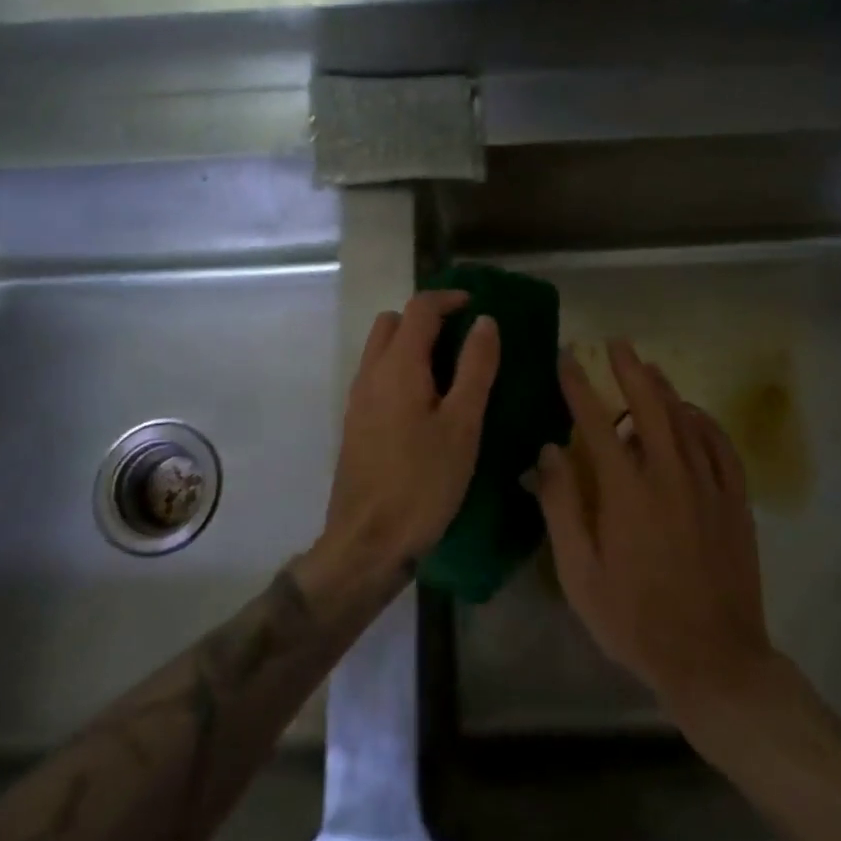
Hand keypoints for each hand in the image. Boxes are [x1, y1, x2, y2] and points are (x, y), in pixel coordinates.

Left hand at [319, 290, 499, 580]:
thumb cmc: (422, 482)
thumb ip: (475, 367)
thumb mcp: (462, 425)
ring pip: (381, 349)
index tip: (479, 307)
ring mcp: (358, 399)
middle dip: (427, 318)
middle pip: (394, 322)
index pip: (420, 307)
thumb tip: (485, 321)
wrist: (367, 542)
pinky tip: (427, 405)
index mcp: (398, 366)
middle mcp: (371, 373)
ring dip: (412, 345)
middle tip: (464, 340)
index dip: (450, 298)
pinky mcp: (355, 424)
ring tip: (450, 372)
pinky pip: (377, 377)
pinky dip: (401, 371)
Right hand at [532, 341, 770, 709]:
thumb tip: (549, 451)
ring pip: (686, 419)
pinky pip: (721, 446)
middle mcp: (669, 475)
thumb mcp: (580, 574)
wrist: (714, 659)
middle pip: (649, 405)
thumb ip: (562, 507)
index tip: (566, 358)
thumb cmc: (635, 620)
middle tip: (616, 343)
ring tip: (649, 367)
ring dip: (664, 389)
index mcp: (626, 491)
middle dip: (629, 369)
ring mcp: (708, 486)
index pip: (595, 421)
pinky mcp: (735, 502)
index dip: (578, 385)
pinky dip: (705, 422)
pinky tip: (694, 414)